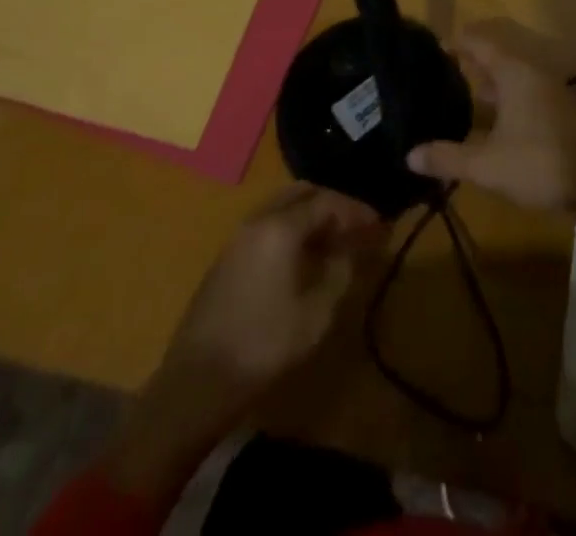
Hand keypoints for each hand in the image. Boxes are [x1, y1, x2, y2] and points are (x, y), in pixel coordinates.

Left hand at [106, 185, 383, 508]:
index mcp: (281, 226)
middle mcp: (258, 220)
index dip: (356, 211)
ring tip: (335, 243)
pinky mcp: (227, 258)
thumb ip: (341, 272)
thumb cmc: (263, 346)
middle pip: (302, 193)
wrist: (196, 383)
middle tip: (357, 228)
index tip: (380, 225)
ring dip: (311, 216)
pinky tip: (304, 259)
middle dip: (333, 205)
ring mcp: (238, 238)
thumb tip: (357, 248)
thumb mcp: (317, 313)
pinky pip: (267, 226)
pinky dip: (292, 229)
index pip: (327, 201)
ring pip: (282, 208)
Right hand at [406, 32, 575, 251]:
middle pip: (495, 55)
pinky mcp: (559, 109)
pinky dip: (503, 96)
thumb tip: (409, 154)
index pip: (478, 41)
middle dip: (469, 61)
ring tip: (461, 93)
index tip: (432, 47)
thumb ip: (448, 157)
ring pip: (510, 75)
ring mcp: (548, 90)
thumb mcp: (487, 165)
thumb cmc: (540, 163)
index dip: (455, 41)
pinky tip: (491, 119)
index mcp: (513, 71)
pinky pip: (523, 90)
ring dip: (487, 80)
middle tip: (440, 71)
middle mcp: (531, 72)